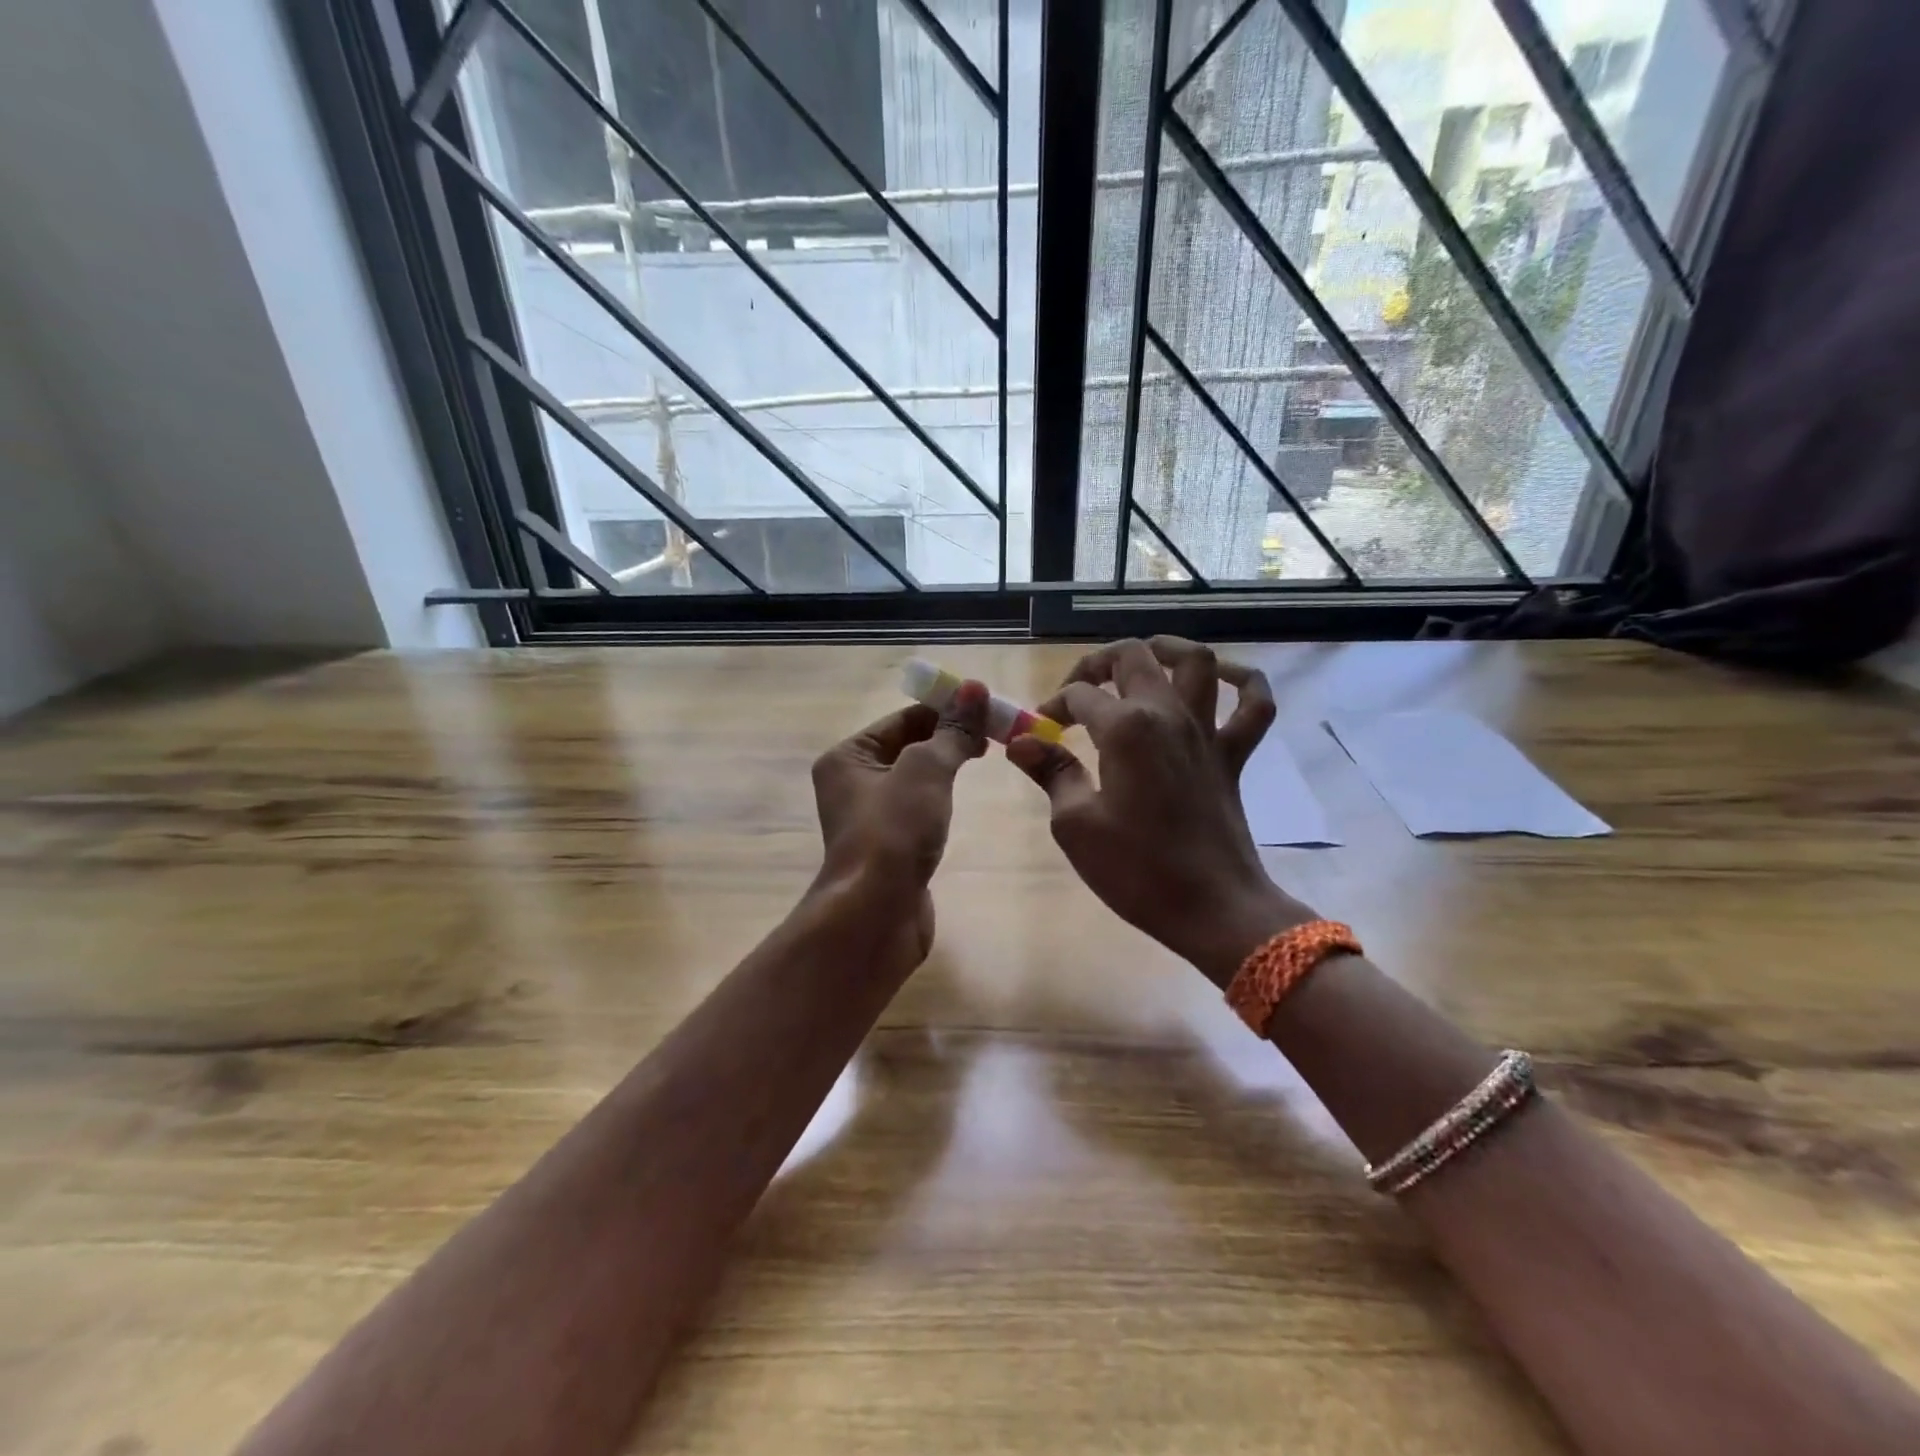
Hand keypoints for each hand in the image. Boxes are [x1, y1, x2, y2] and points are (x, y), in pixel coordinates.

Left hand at [810, 680, 988, 958]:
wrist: (876, 914)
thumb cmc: (894, 831)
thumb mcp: (926, 770)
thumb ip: (952, 731)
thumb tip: (974, 688)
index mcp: (848, 757)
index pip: (903, 719)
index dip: (945, 709)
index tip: (989, 708)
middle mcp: (853, 783)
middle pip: (909, 746)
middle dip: (950, 737)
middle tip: (997, 732)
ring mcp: (872, 818)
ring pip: (916, 779)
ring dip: (948, 767)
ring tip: (988, 758)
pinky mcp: (891, 847)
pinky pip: (919, 810)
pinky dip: (942, 800)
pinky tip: (965, 800)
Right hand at [1006, 638, 1311, 986]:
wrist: (1212, 908)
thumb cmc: (1136, 870)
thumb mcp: (1076, 825)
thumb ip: (1051, 773)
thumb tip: (1021, 742)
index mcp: (1126, 729)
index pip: (1079, 696)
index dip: (1052, 708)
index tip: (1038, 734)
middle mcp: (1168, 715)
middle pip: (1133, 658)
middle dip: (1097, 663)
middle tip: (1077, 689)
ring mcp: (1207, 732)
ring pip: (1195, 662)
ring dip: (1166, 649)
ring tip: (1142, 657)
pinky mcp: (1233, 755)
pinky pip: (1253, 705)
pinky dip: (1242, 680)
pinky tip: (1219, 678)